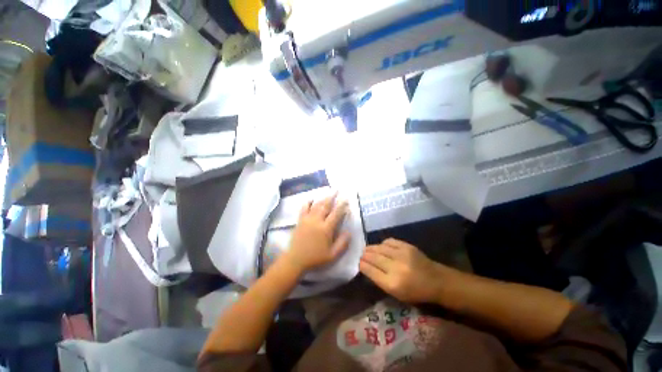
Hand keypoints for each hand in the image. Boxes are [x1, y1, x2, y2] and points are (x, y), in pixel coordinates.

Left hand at [280, 193, 350, 274]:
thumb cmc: (315, 258)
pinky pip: (304, 208)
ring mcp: (307, 219)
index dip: (342, 206)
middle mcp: (317, 221)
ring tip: (328, 192)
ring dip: (323, 198)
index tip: (346, 199)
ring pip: (316, 205)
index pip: (336, 214)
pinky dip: (308, 202)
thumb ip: (342, 243)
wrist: (295, 260)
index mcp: (326, 229)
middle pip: (326, 205)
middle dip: (332, 197)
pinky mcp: (300, 220)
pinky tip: (312, 199)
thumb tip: (349, 232)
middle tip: (337, 190)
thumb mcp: (332, 255)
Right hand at [360, 239, 444, 303]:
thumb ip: (379, 279)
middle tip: (360, 254)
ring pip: (379, 247)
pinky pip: (389, 241)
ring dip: (371, 248)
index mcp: (392, 283)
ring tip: (368, 249)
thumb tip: (366, 266)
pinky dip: (382, 244)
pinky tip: (382, 247)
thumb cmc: (415, 292)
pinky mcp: (407, 246)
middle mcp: (395, 267)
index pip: (370, 270)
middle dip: (364, 255)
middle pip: (373, 257)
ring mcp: (401, 254)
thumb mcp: (396, 293)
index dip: (361, 264)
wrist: (437, 281)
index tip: (358, 262)